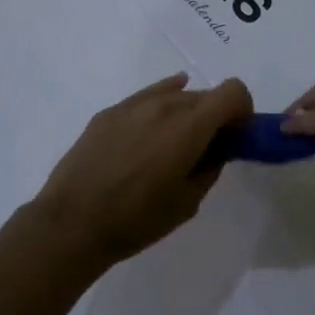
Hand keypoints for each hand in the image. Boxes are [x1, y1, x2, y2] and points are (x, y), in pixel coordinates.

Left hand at [28, 73, 252, 269]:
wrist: (71, 223)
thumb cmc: (137, 219)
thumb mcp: (187, 202)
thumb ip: (210, 167)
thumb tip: (217, 150)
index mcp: (189, 126)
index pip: (233, 91)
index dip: (242, 110)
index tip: (236, 135)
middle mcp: (164, 105)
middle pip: (204, 94)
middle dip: (215, 116)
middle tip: (207, 147)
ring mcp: (133, 105)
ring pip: (174, 94)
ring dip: (186, 112)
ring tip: (173, 144)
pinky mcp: (109, 112)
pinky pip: (146, 97)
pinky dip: (160, 105)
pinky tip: (154, 126)